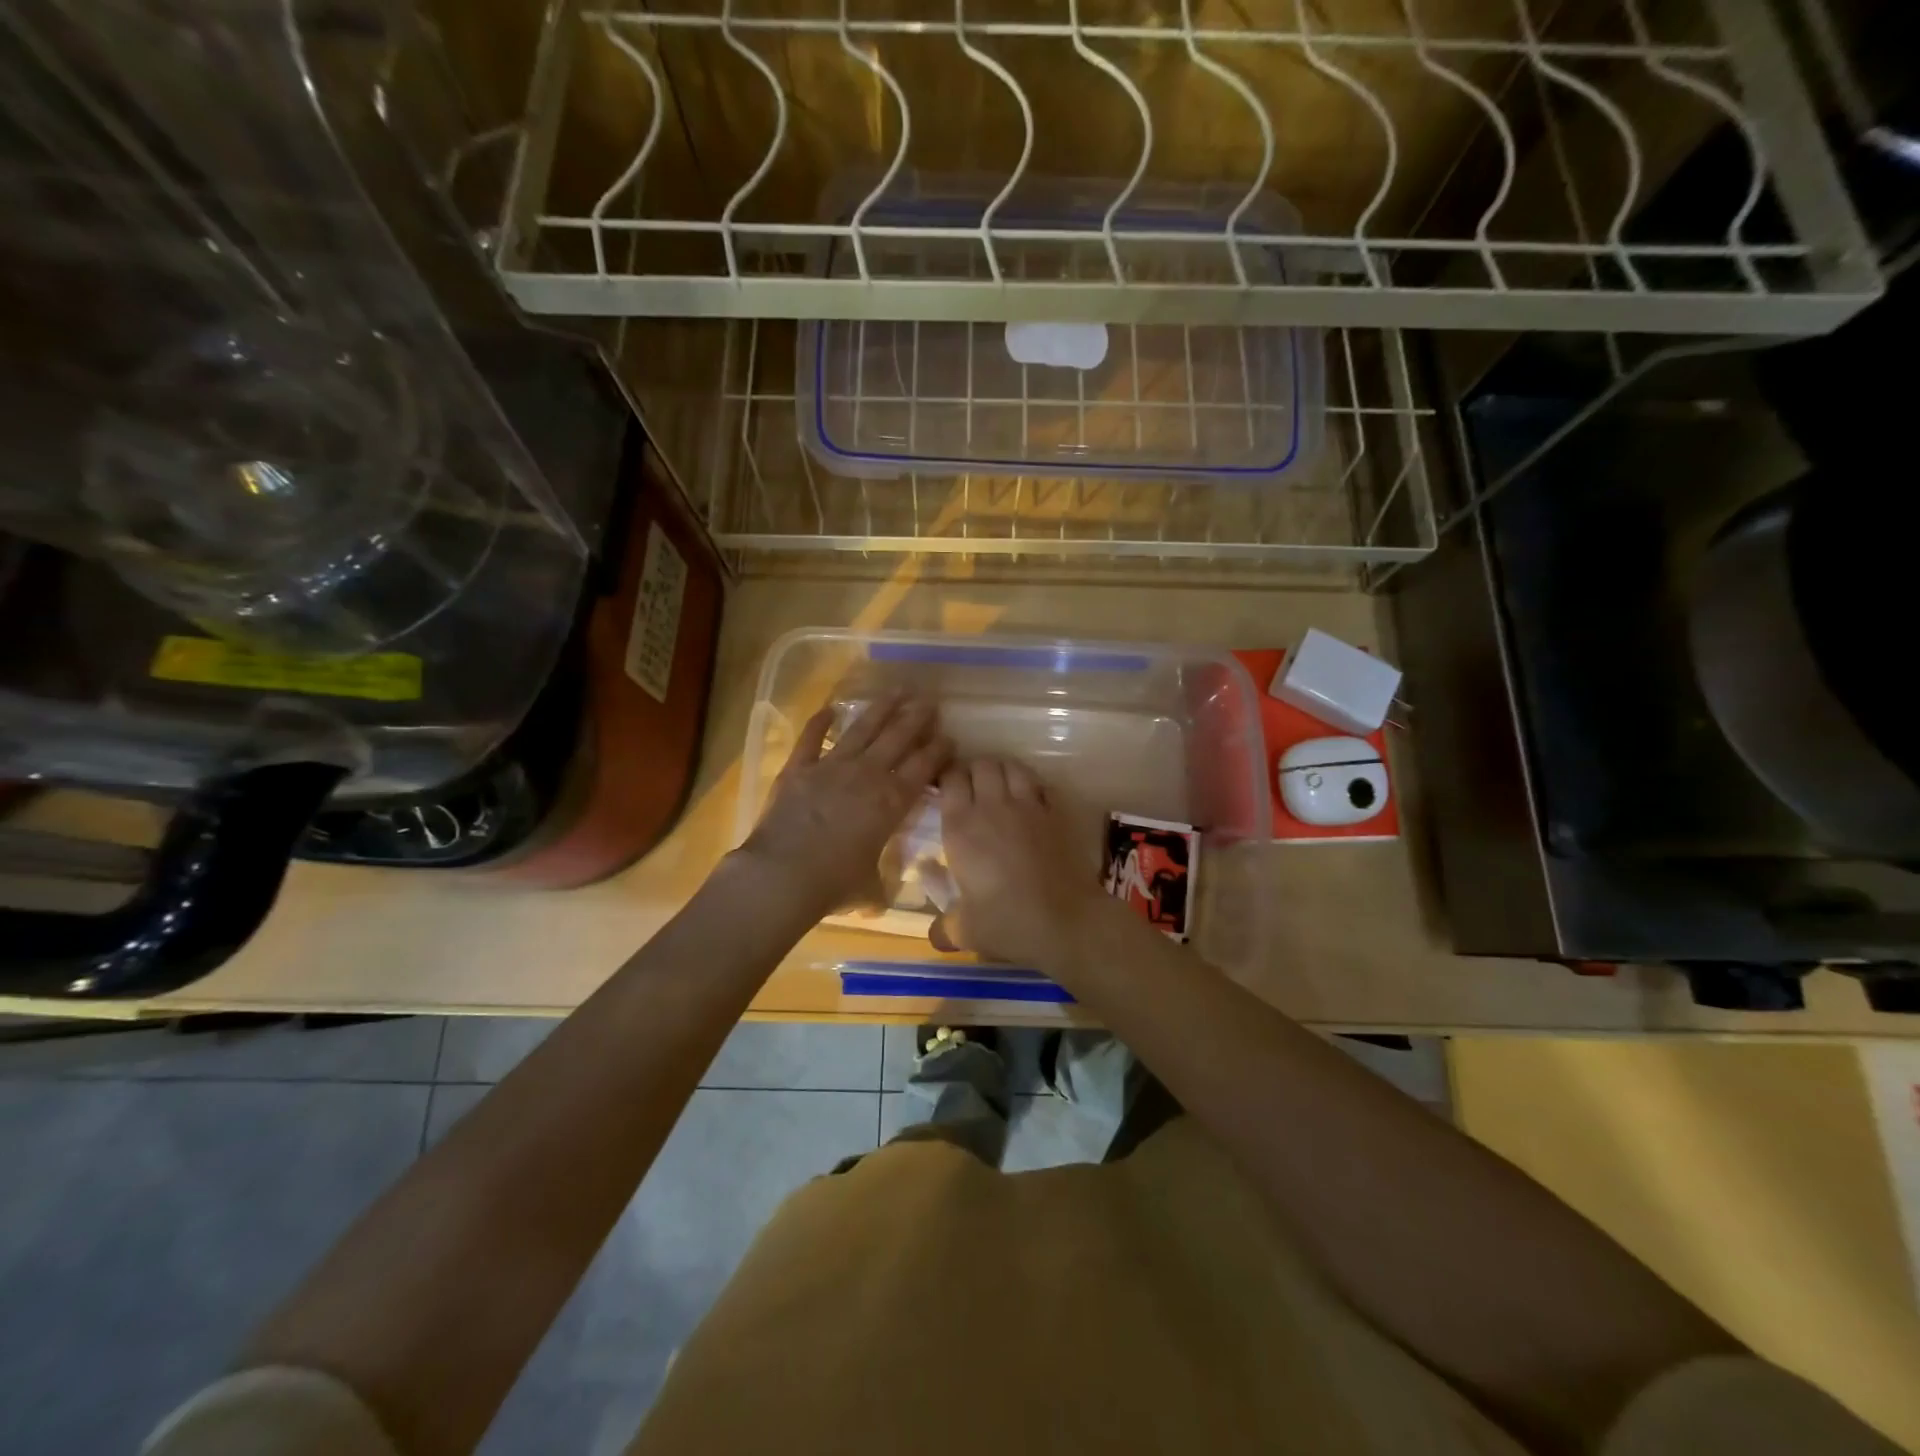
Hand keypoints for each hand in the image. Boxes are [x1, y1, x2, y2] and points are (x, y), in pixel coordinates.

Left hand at [735, 694, 951, 919]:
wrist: (784, 875)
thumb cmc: (834, 885)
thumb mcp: (868, 889)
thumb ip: (877, 885)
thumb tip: (878, 899)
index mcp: (891, 803)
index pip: (923, 768)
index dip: (938, 750)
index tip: (949, 737)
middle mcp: (867, 776)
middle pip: (898, 739)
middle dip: (916, 719)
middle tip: (929, 702)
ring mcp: (832, 767)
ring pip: (863, 730)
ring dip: (882, 709)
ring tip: (897, 691)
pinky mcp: (799, 769)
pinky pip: (811, 739)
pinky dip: (819, 723)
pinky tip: (829, 709)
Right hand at [932, 758, 1115, 970]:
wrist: (1065, 920)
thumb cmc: (1007, 922)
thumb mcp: (966, 930)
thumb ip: (944, 928)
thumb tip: (933, 937)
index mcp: (961, 826)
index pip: (950, 778)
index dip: (946, 777)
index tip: (944, 788)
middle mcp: (992, 806)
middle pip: (981, 764)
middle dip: (974, 770)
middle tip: (971, 788)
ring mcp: (1028, 805)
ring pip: (1012, 766)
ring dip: (1003, 771)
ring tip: (1000, 786)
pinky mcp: (1056, 812)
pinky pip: (1041, 784)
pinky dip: (1032, 786)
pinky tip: (1031, 800)